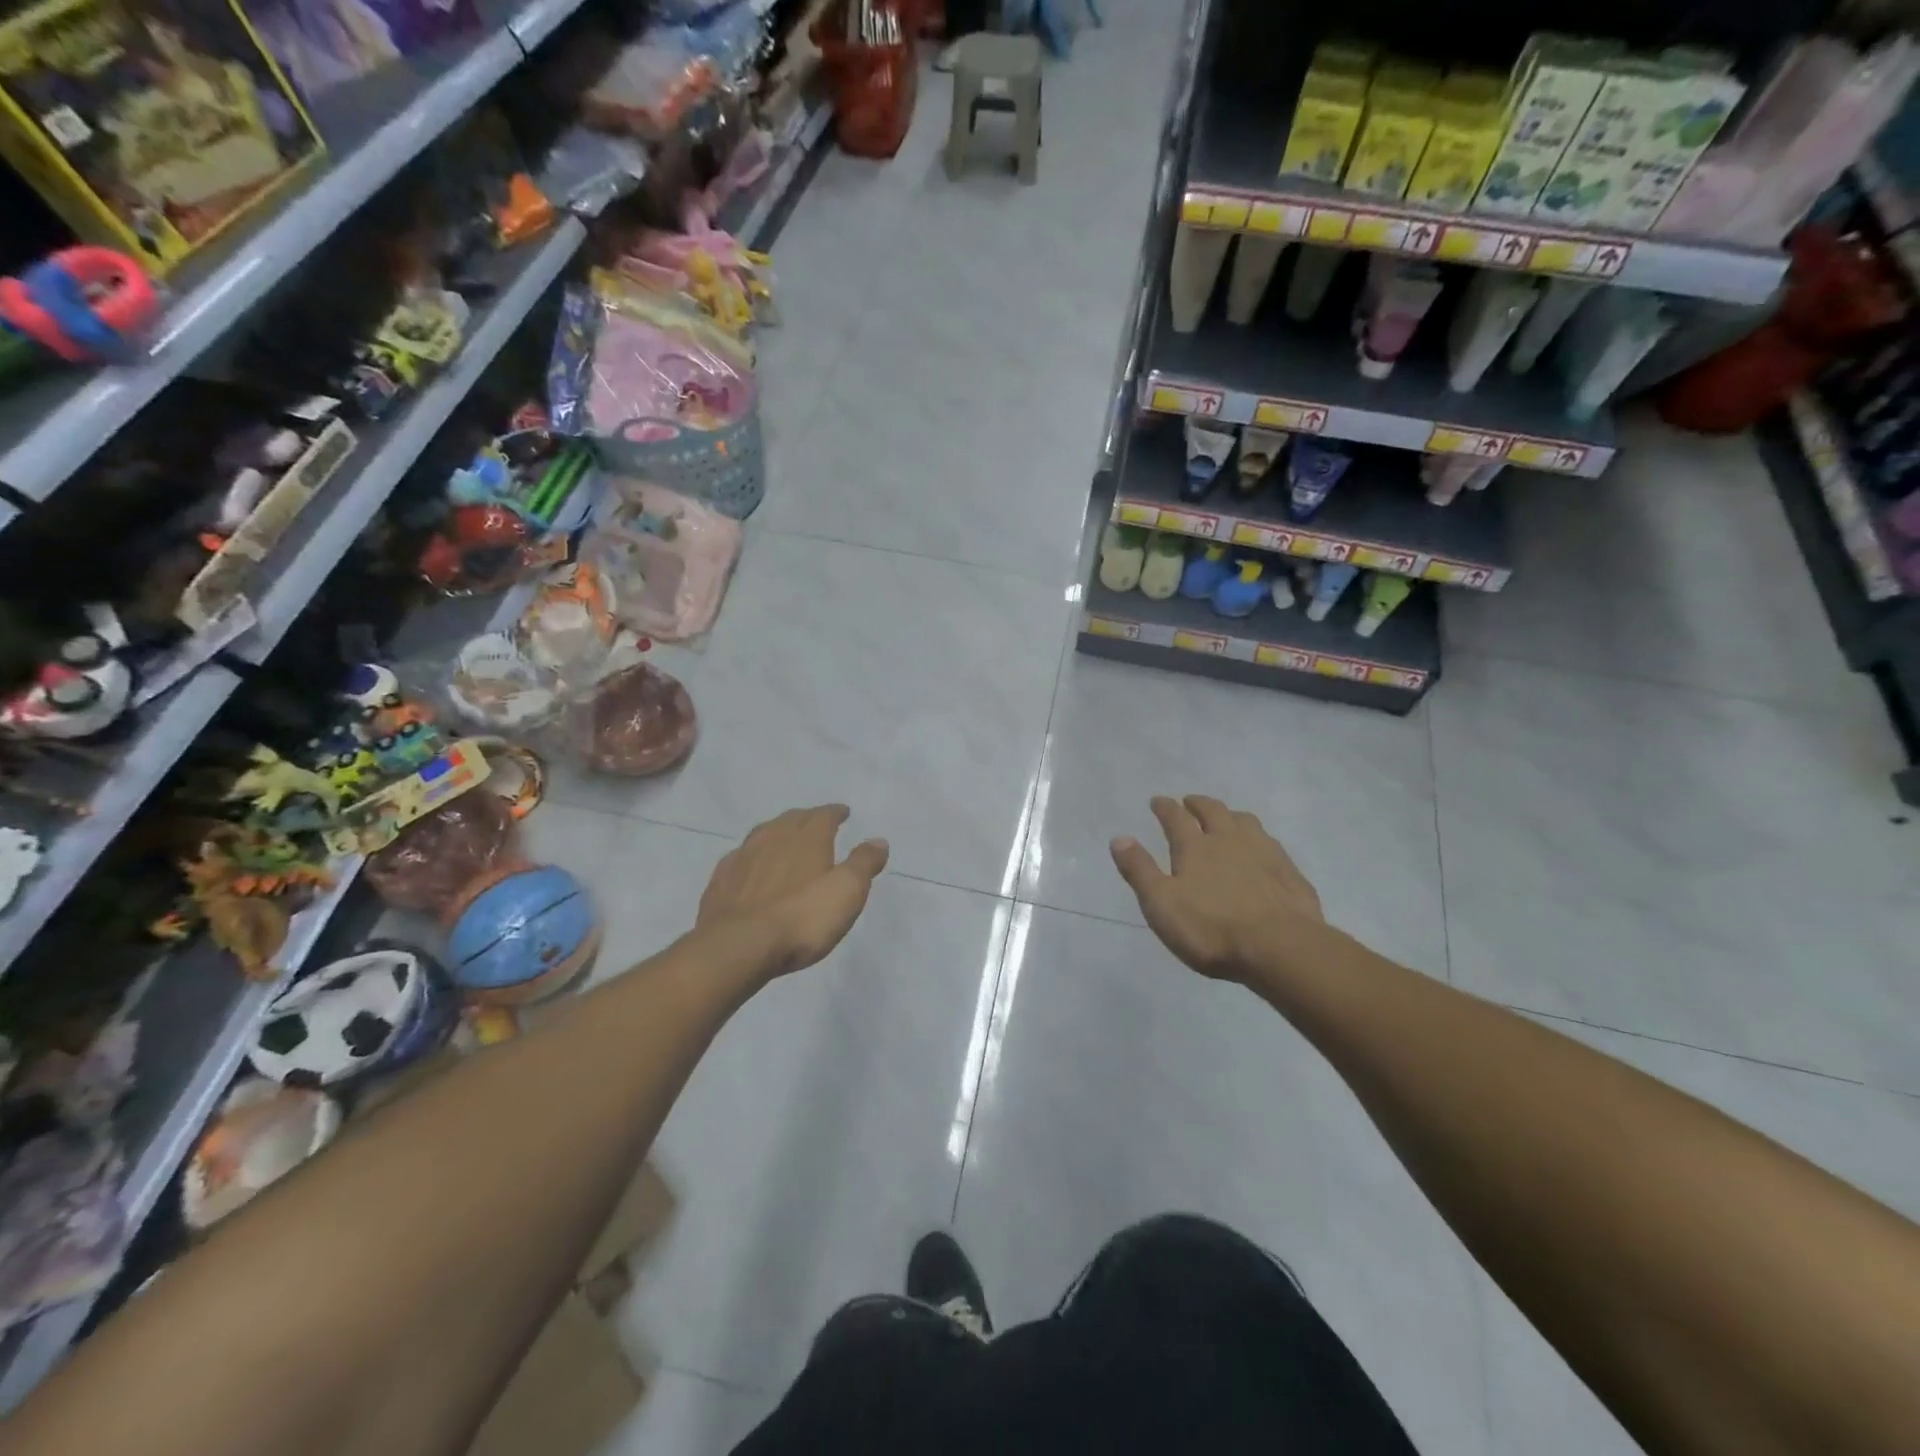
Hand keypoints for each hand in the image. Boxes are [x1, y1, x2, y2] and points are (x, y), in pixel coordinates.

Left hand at [697, 805, 888, 977]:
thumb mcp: (847, 891)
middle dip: (806, 818)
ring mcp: (742, 858)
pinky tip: (750, 866)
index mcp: (807, 838)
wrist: (738, 946)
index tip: (843, 812)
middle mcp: (773, 838)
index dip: (835, 812)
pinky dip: (751, 857)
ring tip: (784, 839)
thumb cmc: (802, 917)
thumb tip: (879, 840)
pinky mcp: (720, 882)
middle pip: (791, 819)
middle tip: (815, 822)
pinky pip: (739, 858)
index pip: (823, 815)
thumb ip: (864, 863)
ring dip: (776, 833)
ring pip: (762, 835)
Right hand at [1110, 795, 1323, 981]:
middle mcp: (1229, 840)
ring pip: (1245, 821)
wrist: (1279, 948)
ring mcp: (1264, 853)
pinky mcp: (1289, 872)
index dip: (1165, 807)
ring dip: (1230, 815)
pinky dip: (1259, 839)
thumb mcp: (1161, 904)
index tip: (1158, 801)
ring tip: (1226, 818)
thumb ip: (1140, 870)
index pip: (1176, 818)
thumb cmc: (1211, 929)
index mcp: (1195, 848)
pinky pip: (1270, 844)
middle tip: (1190, 801)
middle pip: (1213, 811)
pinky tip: (1261, 850)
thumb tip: (1119, 838)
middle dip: (1198, 804)